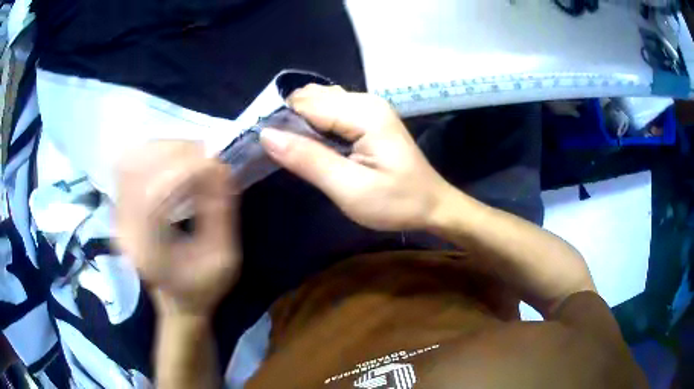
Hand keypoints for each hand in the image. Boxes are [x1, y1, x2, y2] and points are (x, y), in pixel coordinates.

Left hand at [115, 141, 240, 317]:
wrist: (177, 301)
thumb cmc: (202, 287)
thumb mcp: (222, 257)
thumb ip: (220, 212)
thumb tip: (220, 166)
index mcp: (145, 248)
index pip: (154, 193)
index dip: (185, 170)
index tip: (216, 165)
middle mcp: (123, 226)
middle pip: (137, 167)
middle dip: (175, 152)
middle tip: (206, 156)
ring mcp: (118, 212)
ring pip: (131, 159)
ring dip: (164, 149)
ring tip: (192, 156)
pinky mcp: (122, 204)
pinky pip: (131, 163)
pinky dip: (154, 154)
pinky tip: (175, 161)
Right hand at [260, 84, 448, 230]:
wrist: (432, 205)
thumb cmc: (396, 202)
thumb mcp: (349, 188)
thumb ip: (308, 159)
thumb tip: (266, 135)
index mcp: (363, 113)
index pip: (305, 103)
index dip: (281, 121)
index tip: (265, 146)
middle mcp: (366, 100)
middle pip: (311, 98)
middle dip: (290, 120)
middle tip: (282, 154)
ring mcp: (369, 107)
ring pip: (320, 103)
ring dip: (301, 123)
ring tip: (296, 152)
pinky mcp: (369, 117)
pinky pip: (332, 111)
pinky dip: (316, 125)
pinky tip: (315, 146)